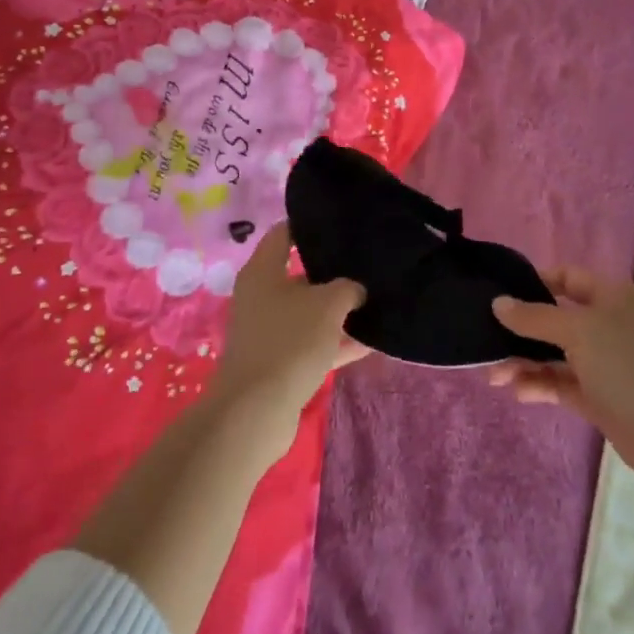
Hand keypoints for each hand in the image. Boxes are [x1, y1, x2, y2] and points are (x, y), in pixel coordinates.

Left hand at [211, 224, 367, 426]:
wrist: (256, 411)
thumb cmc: (289, 341)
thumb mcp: (328, 304)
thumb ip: (348, 288)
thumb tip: (355, 290)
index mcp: (262, 271)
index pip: (284, 233)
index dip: (309, 225)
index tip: (339, 222)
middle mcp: (261, 296)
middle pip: (299, 274)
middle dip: (332, 271)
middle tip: (367, 262)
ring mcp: (268, 331)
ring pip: (309, 312)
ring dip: (338, 311)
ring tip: (376, 301)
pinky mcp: (278, 363)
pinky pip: (313, 344)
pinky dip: (336, 342)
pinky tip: (371, 342)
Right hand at [489, 267, 633, 497]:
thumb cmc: (630, 367)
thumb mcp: (579, 332)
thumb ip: (535, 317)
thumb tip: (499, 303)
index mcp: (612, 297)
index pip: (567, 278)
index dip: (533, 283)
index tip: (498, 295)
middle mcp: (609, 325)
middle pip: (556, 318)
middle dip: (521, 330)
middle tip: (485, 342)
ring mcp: (606, 363)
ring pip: (556, 354)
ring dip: (525, 362)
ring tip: (494, 376)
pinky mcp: (601, 397)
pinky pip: (562, 383)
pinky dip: (540, 385)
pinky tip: (517, 392)